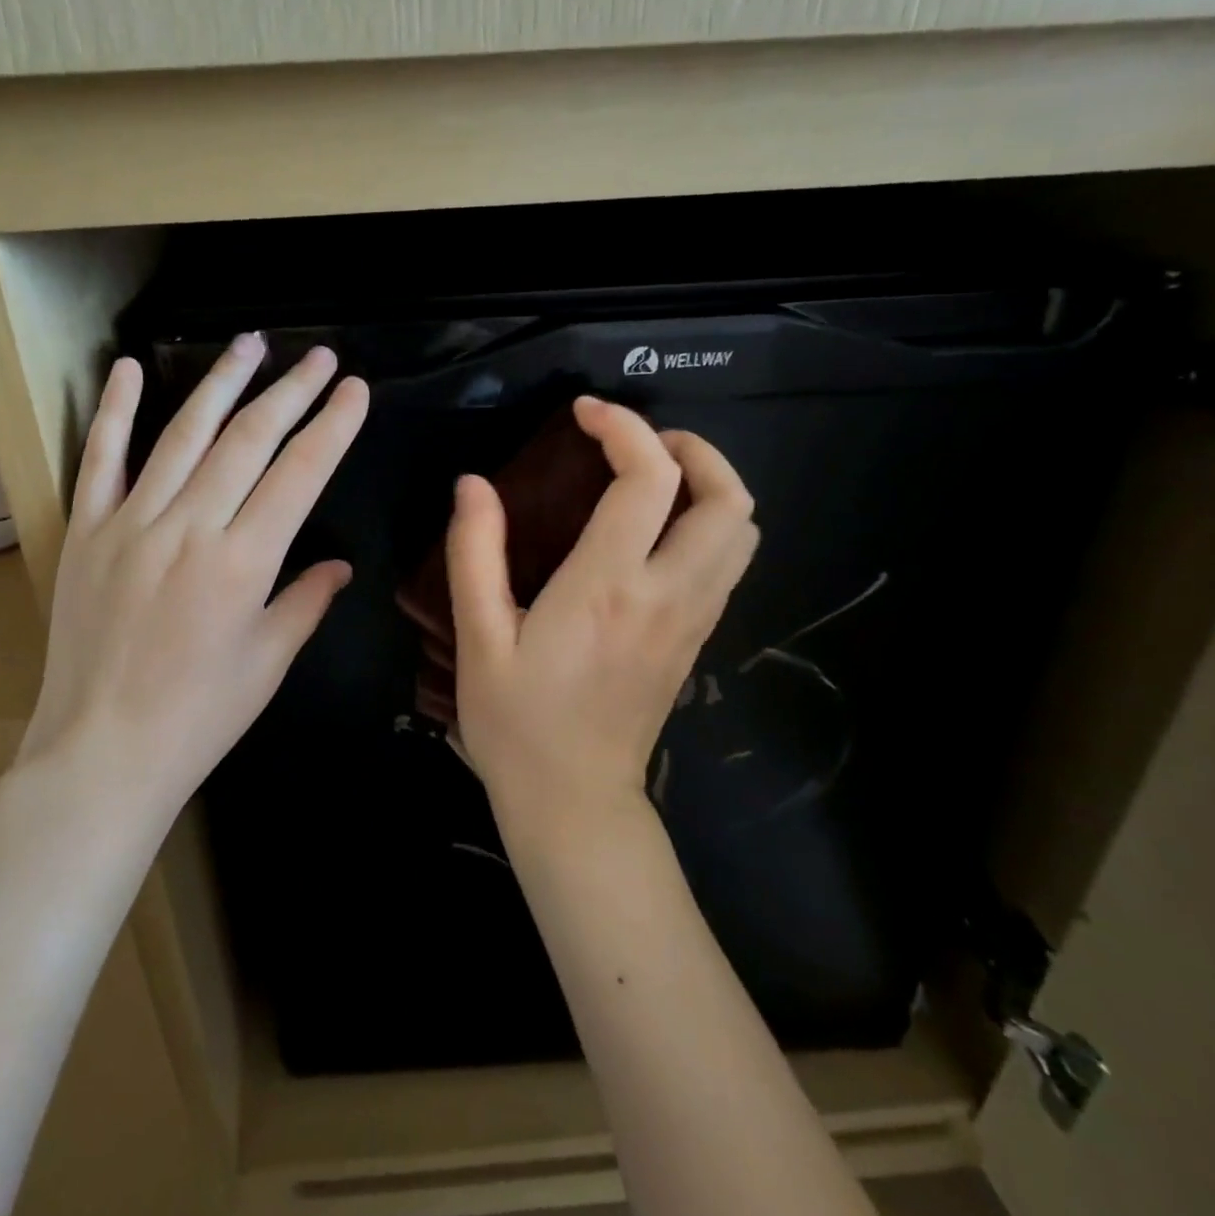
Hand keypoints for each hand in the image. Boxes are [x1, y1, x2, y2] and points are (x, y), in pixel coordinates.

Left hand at [19, 334, 369, 820]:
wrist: (102, 752)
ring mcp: (131, 523)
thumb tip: (340, 564)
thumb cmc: (200, 716)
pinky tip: (129, 368)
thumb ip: (307, 601)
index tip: (355, 389)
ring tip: (250, 344)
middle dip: (290, 391)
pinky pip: (100, 460)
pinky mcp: (86, 531)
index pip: (300, 474)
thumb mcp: (269, 662)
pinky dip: (116, 412)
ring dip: (221, 383)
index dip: (333, 426)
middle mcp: (189, 528)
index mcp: (243, 562)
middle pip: (248, 440)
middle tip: (319, 356)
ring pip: (183, 435)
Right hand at [446, 396, 758, 824]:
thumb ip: (475, 553)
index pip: (648, 479)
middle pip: (727, 499)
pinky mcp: (696, 639)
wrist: (574, 802)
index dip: (623, 428)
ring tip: (654, 478)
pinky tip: (657, 532)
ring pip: (741, 531)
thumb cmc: (517, 722)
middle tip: (638, 444)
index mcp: (607, 587)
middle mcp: (666, 594)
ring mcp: (692, 619)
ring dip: (710, 486)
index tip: (585, 413)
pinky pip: (728, 563)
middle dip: (693, 449)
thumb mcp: (478, 638)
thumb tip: (473, 484)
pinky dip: (708, 524)